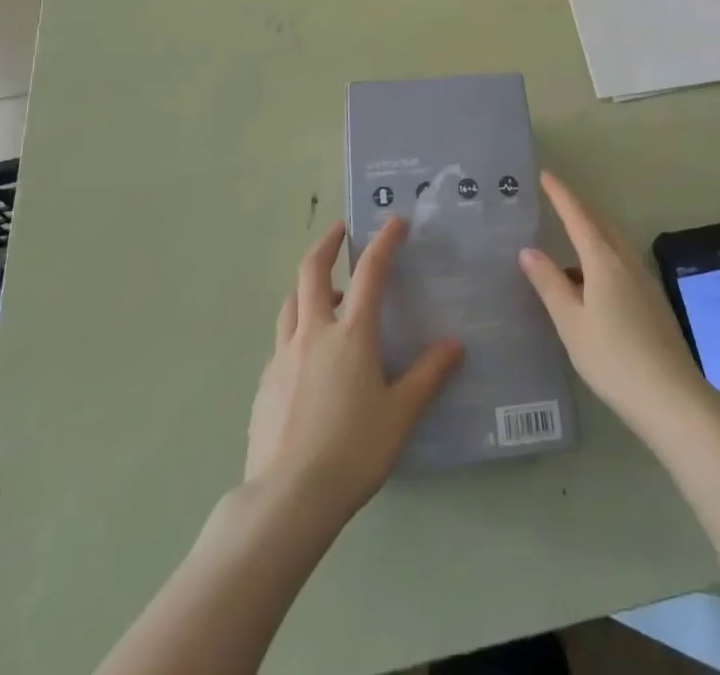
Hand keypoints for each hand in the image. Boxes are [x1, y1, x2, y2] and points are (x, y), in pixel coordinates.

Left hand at [245, 219, 463, 520]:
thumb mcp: (400, 414)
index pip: (370, 273)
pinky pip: (282, 340)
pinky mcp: (265, 382)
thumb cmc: (352, 451)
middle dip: (328, 243)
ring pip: (292, 302)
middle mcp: (313, 332)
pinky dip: (298, 328)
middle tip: (342, 231)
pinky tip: (309, 355)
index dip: (384, 242)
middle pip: (312, 270)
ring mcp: (283, 356)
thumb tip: (454, 344)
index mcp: (351, 334)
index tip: (395, 220)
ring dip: (309, 286)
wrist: (286, 499)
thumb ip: (428, 376)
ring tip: (327, 293)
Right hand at [519, 171, 713, 434]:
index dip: (561, 195)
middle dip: (578, 207)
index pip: (578, 217)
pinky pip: (621, 261)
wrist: (672, 397)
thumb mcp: (571, 323)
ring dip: (592, 229)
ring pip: (614, 242)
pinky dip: (602, 253)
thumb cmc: (613, 359)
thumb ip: (549, 284)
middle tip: (556, 198)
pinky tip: (591, 277)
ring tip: (570, 233)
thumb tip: (528, 250)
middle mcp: (626, 261)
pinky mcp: (652, 300)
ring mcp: (643, 280)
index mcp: (604, 261)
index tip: (546, 175)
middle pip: (600, 223)